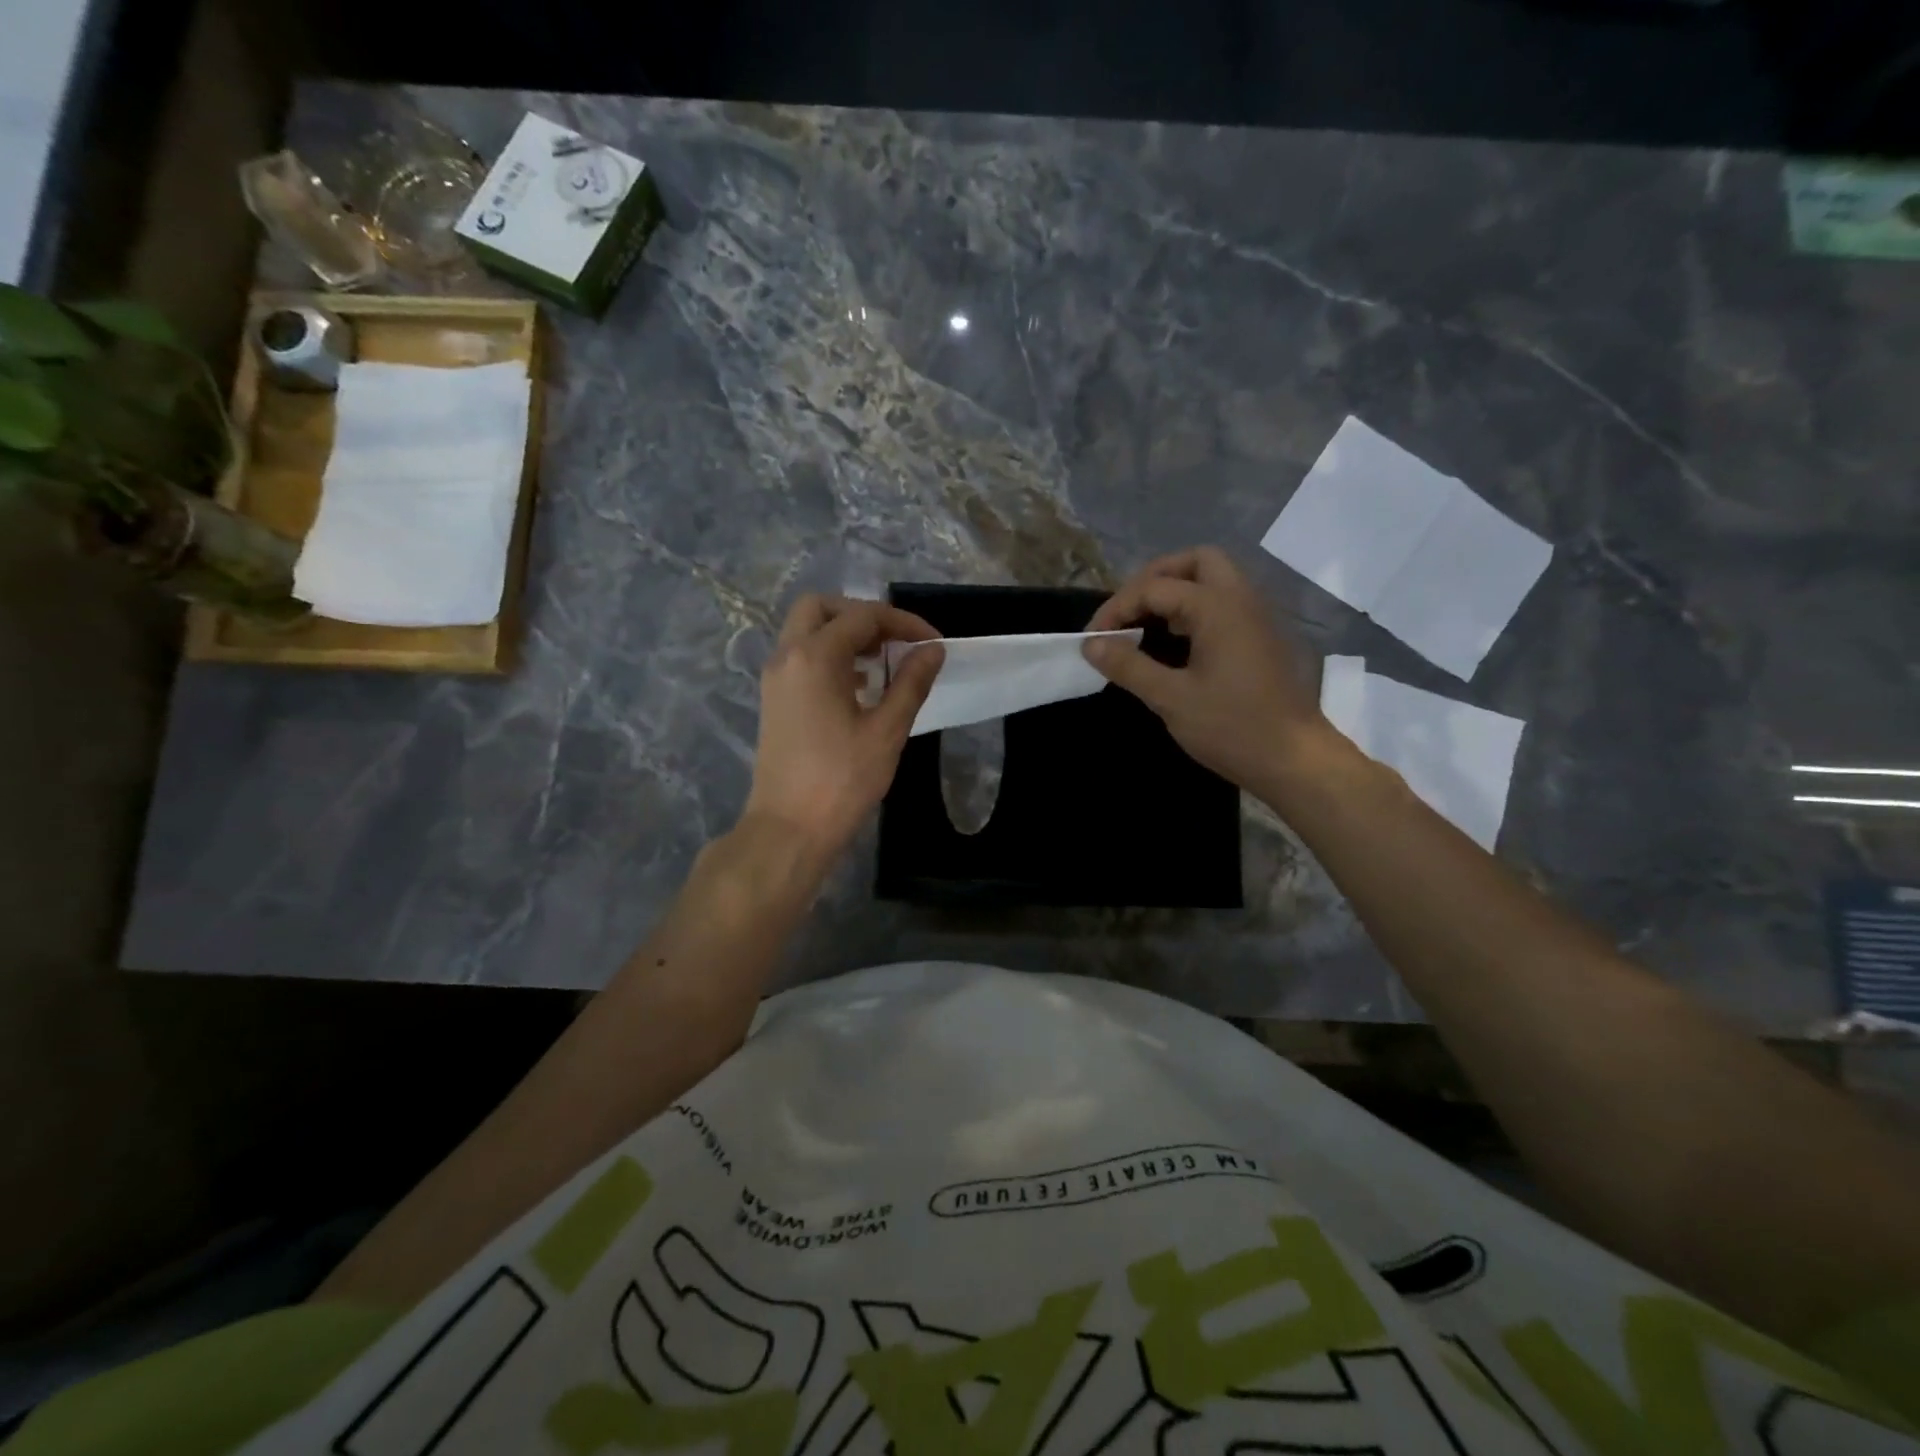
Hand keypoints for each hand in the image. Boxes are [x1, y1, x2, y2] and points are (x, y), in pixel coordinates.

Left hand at [742, 594, 943, 868]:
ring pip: (807, 632)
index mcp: (815, 657)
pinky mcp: (773, 700)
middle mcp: (787, 656)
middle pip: (822, 608)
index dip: (903, 623)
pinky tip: (860, 686)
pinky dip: (830, 656)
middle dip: (863, 616)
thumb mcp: (887, 731)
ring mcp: (775, 678)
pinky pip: (801, 657)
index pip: (863, 617)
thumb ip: (911, 683)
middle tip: (896, 641)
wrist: (788, 829)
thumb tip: (933, 650)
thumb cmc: (842, 781)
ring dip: (845, 635)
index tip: (933, 643)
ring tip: (884, 663)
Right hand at [1084, 547, 1339, 794]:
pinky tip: (1174, 642)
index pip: (1154, 588)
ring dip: (1176, 591)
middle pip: (1194, 562)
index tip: (1091, 640)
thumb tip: (1091, 645)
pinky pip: (1223, 603)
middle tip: (1128, 611)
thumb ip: (1129, 666)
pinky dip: (1194, 609)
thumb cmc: (1232, 727)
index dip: (1116, 609)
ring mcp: (1255, 616)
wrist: (1294, 759)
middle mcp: (1240, 599)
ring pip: (1213, 579)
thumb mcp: (1171, 699)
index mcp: (1217, 607)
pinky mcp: (1259, 637)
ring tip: (1145, 624)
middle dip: (1154, 579)